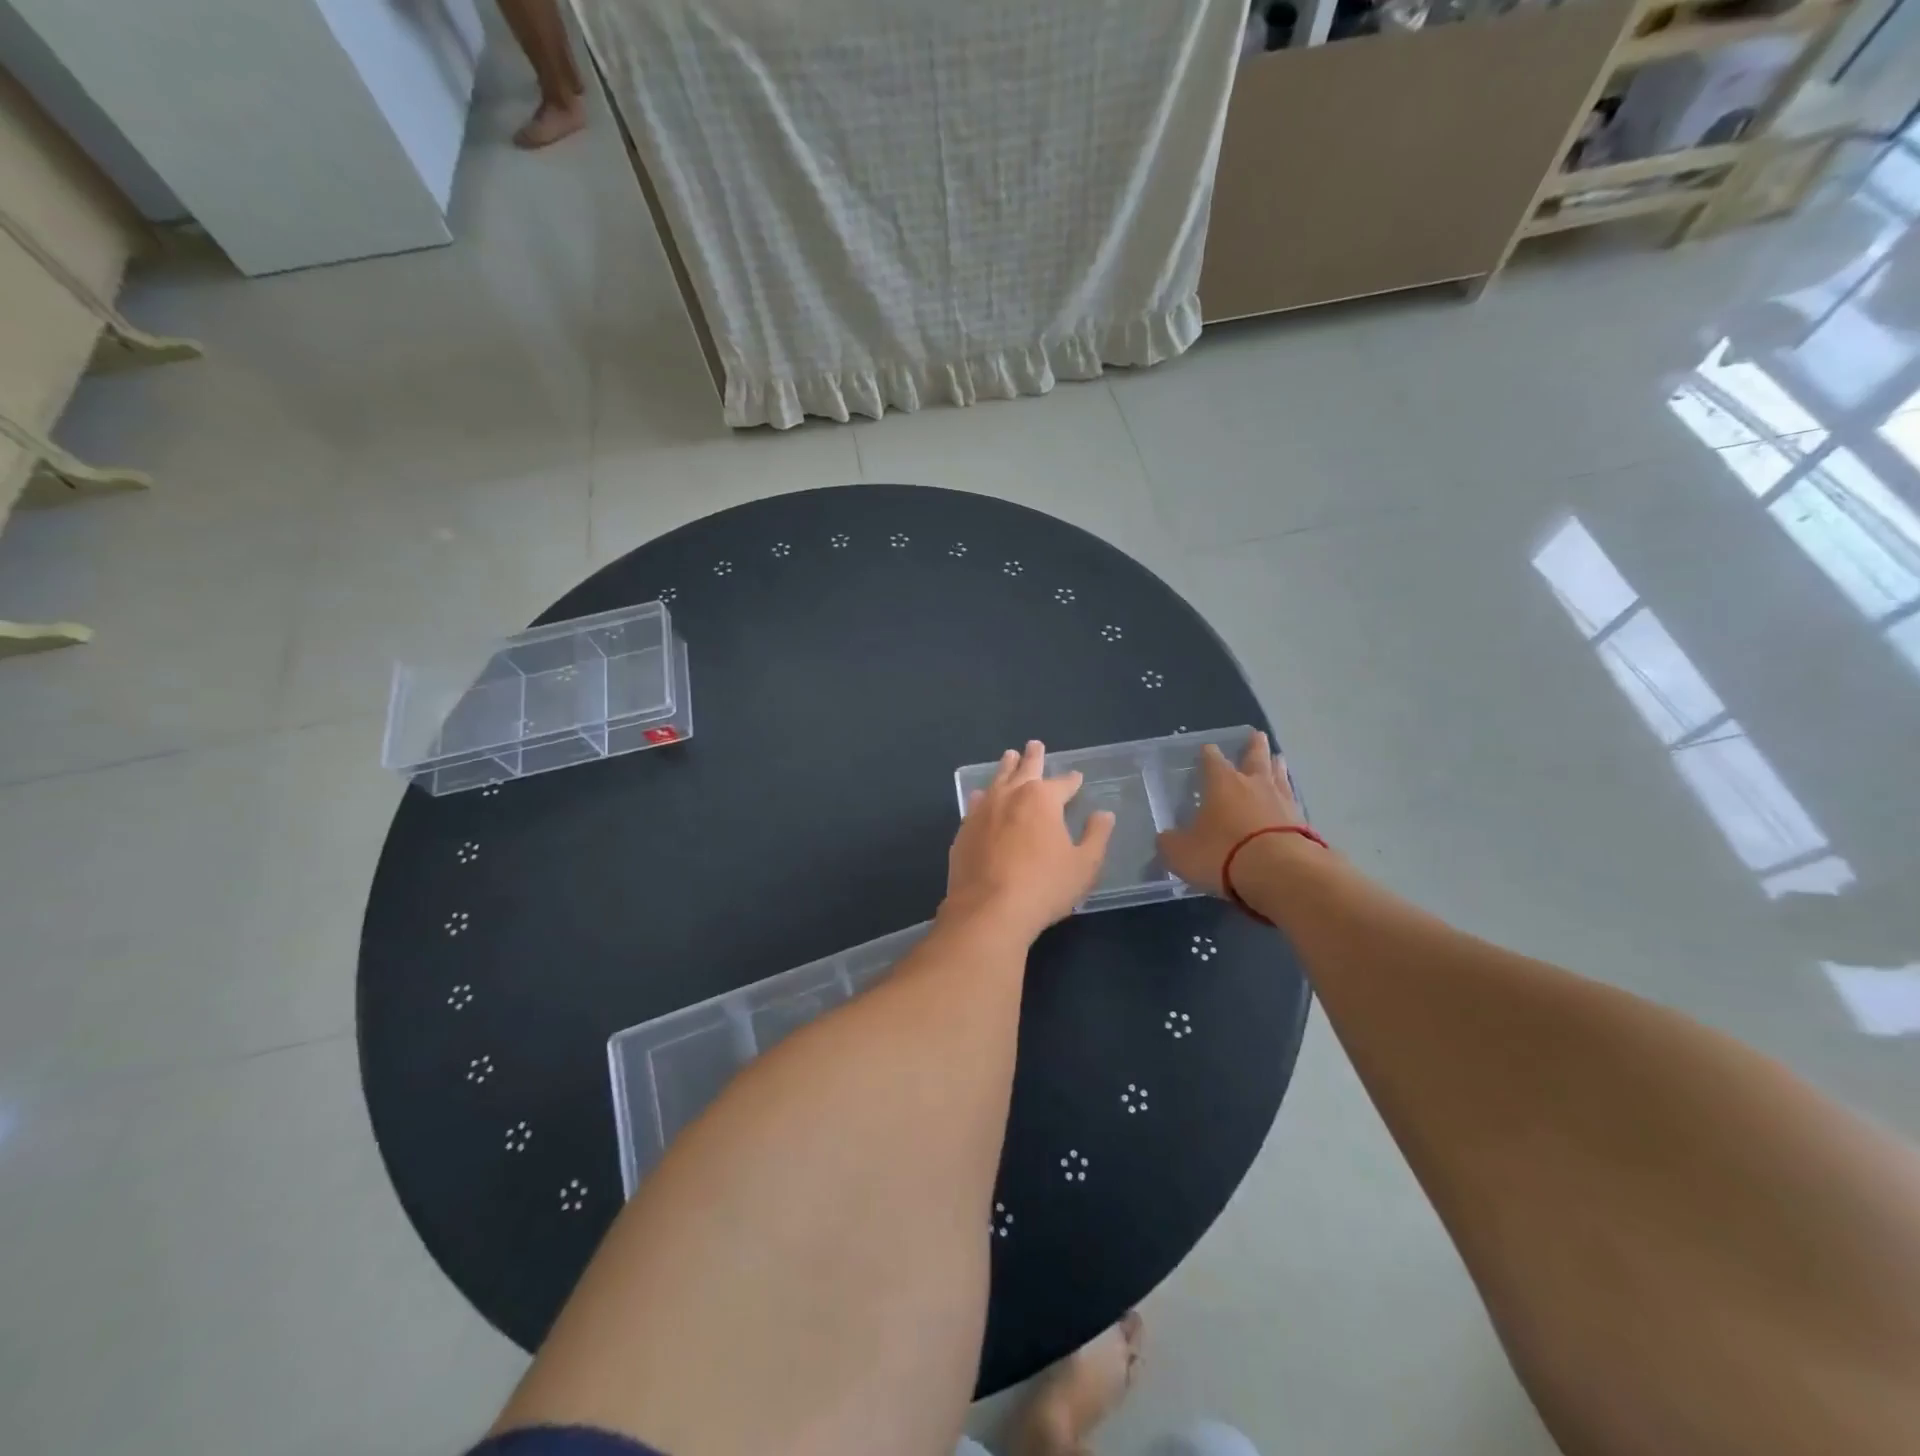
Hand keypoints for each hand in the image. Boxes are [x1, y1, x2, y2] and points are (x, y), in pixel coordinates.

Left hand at [944, 740, 1114, 937]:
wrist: (989, 910)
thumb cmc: (1044, 886)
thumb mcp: (1084, 865)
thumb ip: (1096, 836)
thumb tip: (1104, 815)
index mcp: (1043, 799)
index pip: (1063, 783)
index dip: (1072, 780)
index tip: (1077, 777)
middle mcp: (1011, 795)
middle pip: (1025, 769)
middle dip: (1033, 757)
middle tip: (1034, 744)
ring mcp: (983, 811)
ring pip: (997, 780)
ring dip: (1006, 768)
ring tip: (1009, 757)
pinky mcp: (964, 830)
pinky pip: (975, 804)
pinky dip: (982, 796)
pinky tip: (980, 796)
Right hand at [1156, 732, 1302, 896]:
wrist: (1279, 873)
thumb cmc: (1222, 853)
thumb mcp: (1181, 852)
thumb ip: (1170, 842)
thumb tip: (1166, 838)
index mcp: (1221, 783)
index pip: (1212, 759)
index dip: (1208, 753)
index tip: (1207, 749)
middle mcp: (1253, 784)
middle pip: (1255, 757)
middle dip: (1254, 746)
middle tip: (1257, 734)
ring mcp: (1282, 801)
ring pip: (1279, 775)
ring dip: (1277, 766)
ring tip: (1279, 759)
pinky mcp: (1303, 823)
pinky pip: (1293, 803)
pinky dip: (1289, 799)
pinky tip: (1290, 801)